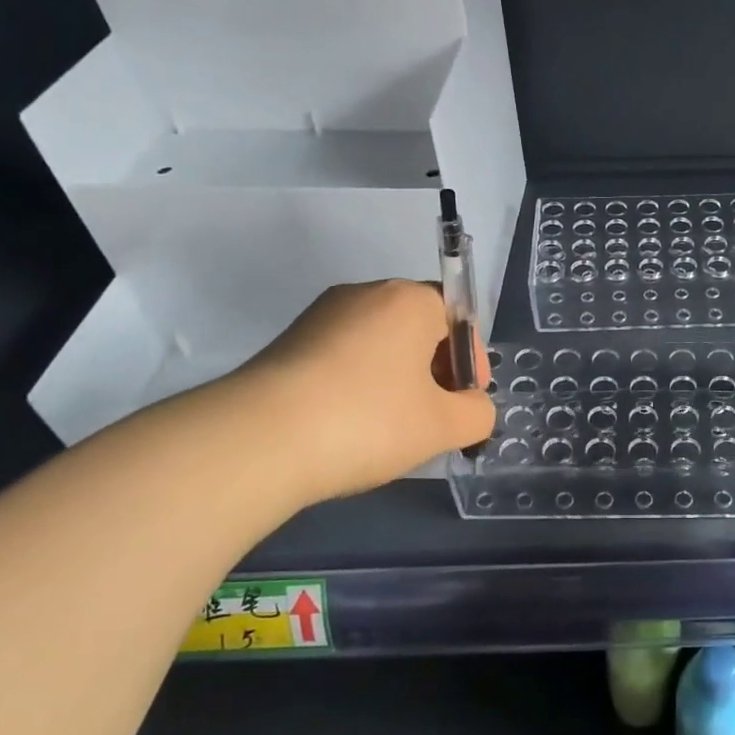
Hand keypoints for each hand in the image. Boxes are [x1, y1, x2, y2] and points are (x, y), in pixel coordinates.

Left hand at [228, 280, 495, 506]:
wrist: (256, 441)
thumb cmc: (368, 421)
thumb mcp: (443, 426)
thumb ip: (477, 413)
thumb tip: (472, 407)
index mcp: (410, 300)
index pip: (458, 318)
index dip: (471, 362)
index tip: (465, 402)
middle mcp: (366, 294)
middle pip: (419, 328)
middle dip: (434, 371)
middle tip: (433, 419)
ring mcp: (321, 316)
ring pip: (379, 344)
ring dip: (396, 380)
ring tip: (390, 430)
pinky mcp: (287, 343)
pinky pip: (343, 357)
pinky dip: (357, 385)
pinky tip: (349, 427)